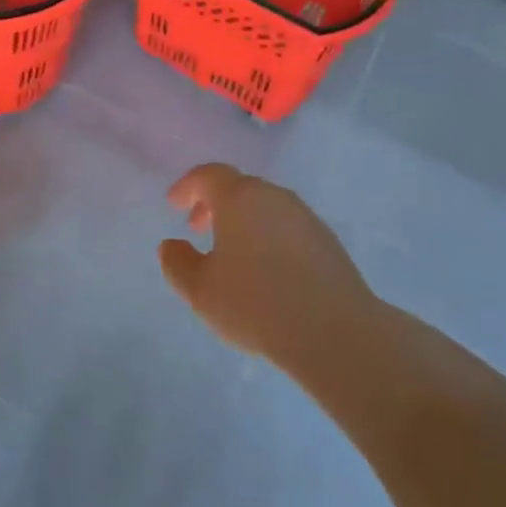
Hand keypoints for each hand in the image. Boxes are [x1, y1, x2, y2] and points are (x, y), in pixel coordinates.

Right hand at [159, 164, 376, 363]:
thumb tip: (172, 245)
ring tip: (231, 254)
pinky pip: (287, 226)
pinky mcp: (327, 241)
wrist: (333, 332)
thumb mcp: (200, 290)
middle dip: (214, 204)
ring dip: (243, 220)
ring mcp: (305, 217)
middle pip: (239, 187)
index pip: (208, 175)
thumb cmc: (255, 305)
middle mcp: (274, 197)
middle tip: (198, 229)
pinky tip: (266, 270)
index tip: (173, 205)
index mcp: (240, 199)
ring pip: (265, 206)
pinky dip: (268, 235)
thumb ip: (177, 263)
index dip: (187, 187)